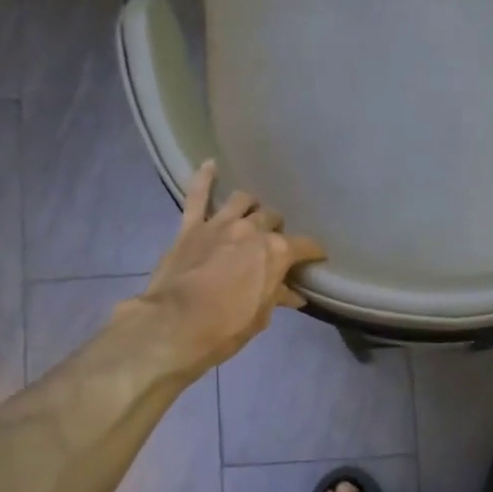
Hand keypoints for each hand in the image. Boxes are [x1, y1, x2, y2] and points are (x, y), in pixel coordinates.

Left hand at [131, 161, 325, 372]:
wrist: (175, 326)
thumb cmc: (226, 327)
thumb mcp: (260, 317)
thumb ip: (277, 297)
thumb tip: (294, 295)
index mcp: (276, 252)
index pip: (305, 246)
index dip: (314, 252)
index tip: (317, 257)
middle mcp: (252, 230)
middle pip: (272, 219)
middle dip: (277, 229)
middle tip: (274, 242)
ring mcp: (220, 224)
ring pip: (242, 200)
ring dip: (250, 206)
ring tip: (250, 213)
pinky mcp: (191, 227)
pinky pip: (197, 195)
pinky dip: (203, 178)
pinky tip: (209, 164)